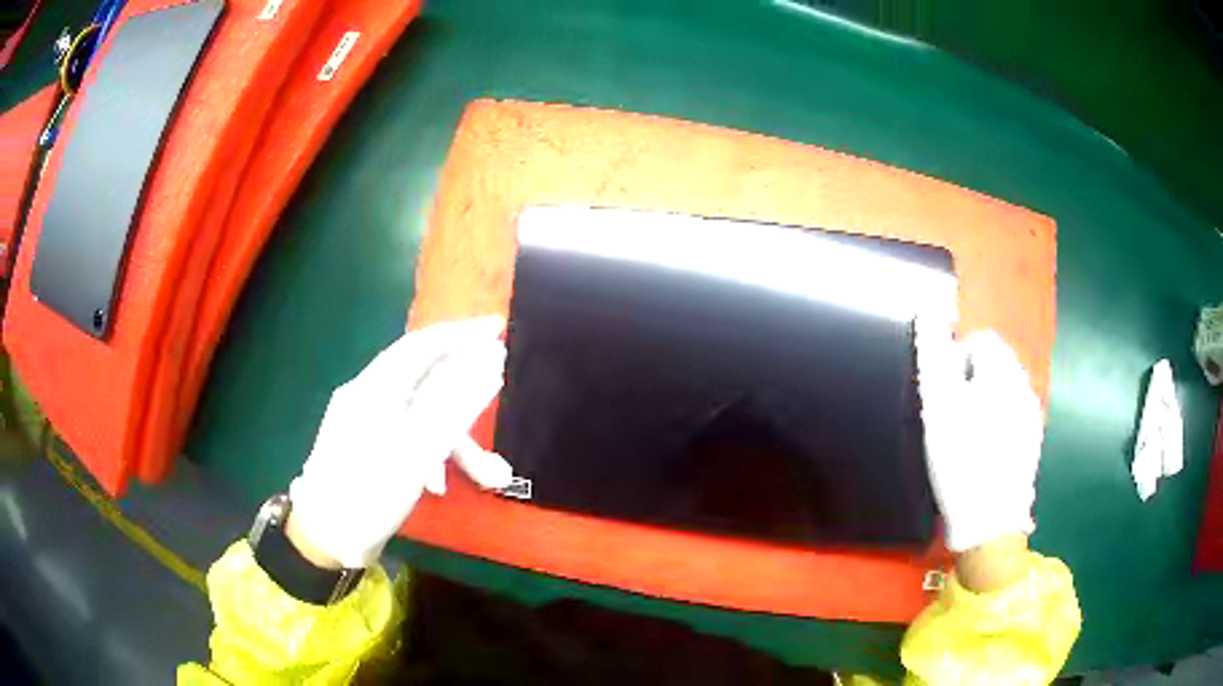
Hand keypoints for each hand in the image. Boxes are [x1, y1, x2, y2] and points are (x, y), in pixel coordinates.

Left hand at [287, 317, 513, 568]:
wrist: (324, 538)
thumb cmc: (369, 492)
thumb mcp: (417, 450)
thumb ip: (455, 405)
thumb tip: (492, 362)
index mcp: (375, 388)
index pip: (423, 344)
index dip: (463, 333)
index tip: (499, 328)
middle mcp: (367, 396)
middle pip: (426, 384)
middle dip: (466, 405)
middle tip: (499, 410)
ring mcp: (364, 422)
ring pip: (419, 417)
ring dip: (453, 443)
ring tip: (487, 478)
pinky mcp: (365, 446)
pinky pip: (406, 436)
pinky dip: (429, 454)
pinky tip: (438, 485)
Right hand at [915, 319, 1043, 554]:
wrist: (990, 521)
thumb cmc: (962, 458)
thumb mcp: (939, 404)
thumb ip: (934, 353)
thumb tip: (930, 310)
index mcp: (1004, 371)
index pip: (981, 339)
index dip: (956, 359)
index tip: (943, 394)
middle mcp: (1024, 386)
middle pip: (993, 365)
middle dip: (970, 381)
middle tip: (950, 418)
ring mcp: (1031, 417)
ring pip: (1003, 392)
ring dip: (983, 403)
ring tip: (965, 439)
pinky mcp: (1031, 443)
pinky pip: (1011, 418)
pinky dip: (996, 425)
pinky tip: (983, 454)